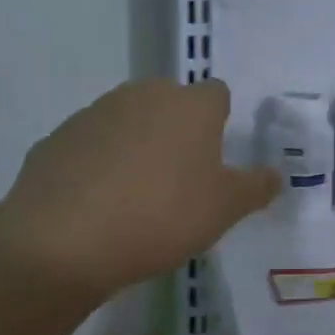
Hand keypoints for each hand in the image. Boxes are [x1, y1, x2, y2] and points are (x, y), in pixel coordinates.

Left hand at [0, 78, 280, 297]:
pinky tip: (97, 203)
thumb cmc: (161, 216)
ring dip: (136, 145)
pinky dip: (98, 164)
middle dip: (177, 131)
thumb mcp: (224, 209)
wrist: (63, 240)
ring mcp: (95, 113)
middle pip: (170, 103)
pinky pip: (90, 145)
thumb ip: (255, 187)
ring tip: (135, 196)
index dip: (220, 122)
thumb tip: (276, 175)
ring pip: (128, 121)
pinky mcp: (57, 138)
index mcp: (190, 106)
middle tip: (179, 179)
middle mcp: (143, 96)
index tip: (215, 158)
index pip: (217, 94)